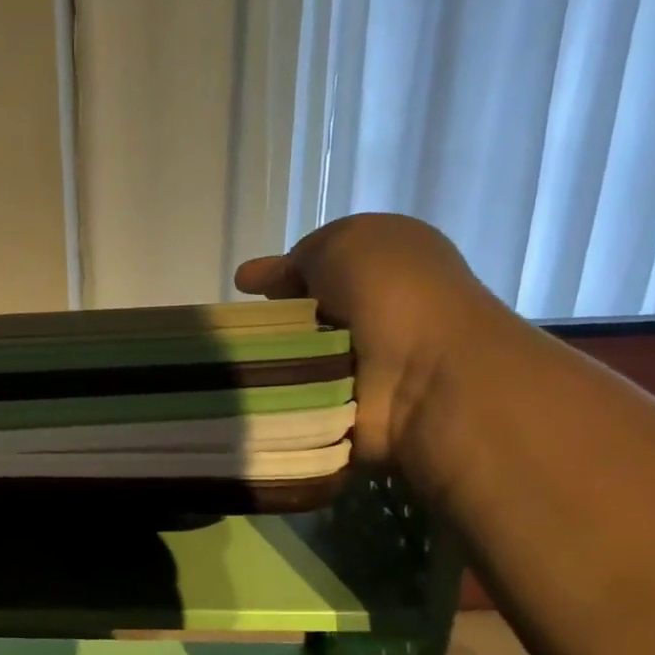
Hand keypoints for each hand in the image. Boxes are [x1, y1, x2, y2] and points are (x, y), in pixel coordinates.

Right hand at [235, 214, 498, 462]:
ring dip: (267, 365)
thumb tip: (266, 276)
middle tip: (231, 331)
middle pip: (304, 319)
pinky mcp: (346, 413)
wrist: (426, 376)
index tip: (243, 288)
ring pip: (295, 363)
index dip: (283, 275)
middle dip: (269, 325)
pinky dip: (274, 401)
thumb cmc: (391, 293)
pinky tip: (245, 396)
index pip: (321, 270)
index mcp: (387, 268)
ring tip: (228, 366)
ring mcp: (363, 369)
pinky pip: (295, 404)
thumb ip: (303, 255)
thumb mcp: (344, 242)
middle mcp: (377, 316)